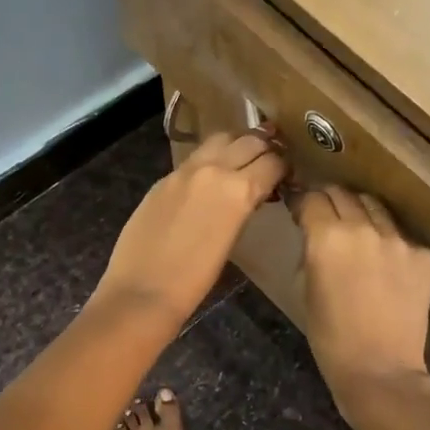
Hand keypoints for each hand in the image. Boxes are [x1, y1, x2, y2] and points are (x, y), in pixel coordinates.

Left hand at [90, 130, 286, 331]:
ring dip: (236, 144)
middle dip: (264, 147)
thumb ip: (244, 205)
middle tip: (269, 159)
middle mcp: (214, 169)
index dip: (284, 166)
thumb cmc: (195, 280)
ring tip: (241, 159)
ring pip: (221, 139)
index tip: (286, 172)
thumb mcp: (233, 238)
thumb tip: (253, 192)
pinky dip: (210, 158)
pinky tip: (210, 176)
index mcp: (239, 190)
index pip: (273, 162)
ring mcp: (185, 170)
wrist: (143, 290)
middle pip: (249, 140)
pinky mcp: (164, 177)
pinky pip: (195, 156)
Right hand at [292, 186, 429, 415]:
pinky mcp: (424, 256)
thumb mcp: (305, 288)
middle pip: (343, 194)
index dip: (303, 203)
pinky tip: (385, 265)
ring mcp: (399, 240)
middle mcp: (364, 228)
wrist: (380, 370)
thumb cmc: (329, 337)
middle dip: (330, 201)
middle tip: (325, 216)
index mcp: (327, 237)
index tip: (300, 211)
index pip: (312, 199)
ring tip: (357, 232)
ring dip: (360, 214)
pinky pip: (400, 236)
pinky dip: (389, 242)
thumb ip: (310, 251)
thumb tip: (314, 232)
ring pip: (374, 207)